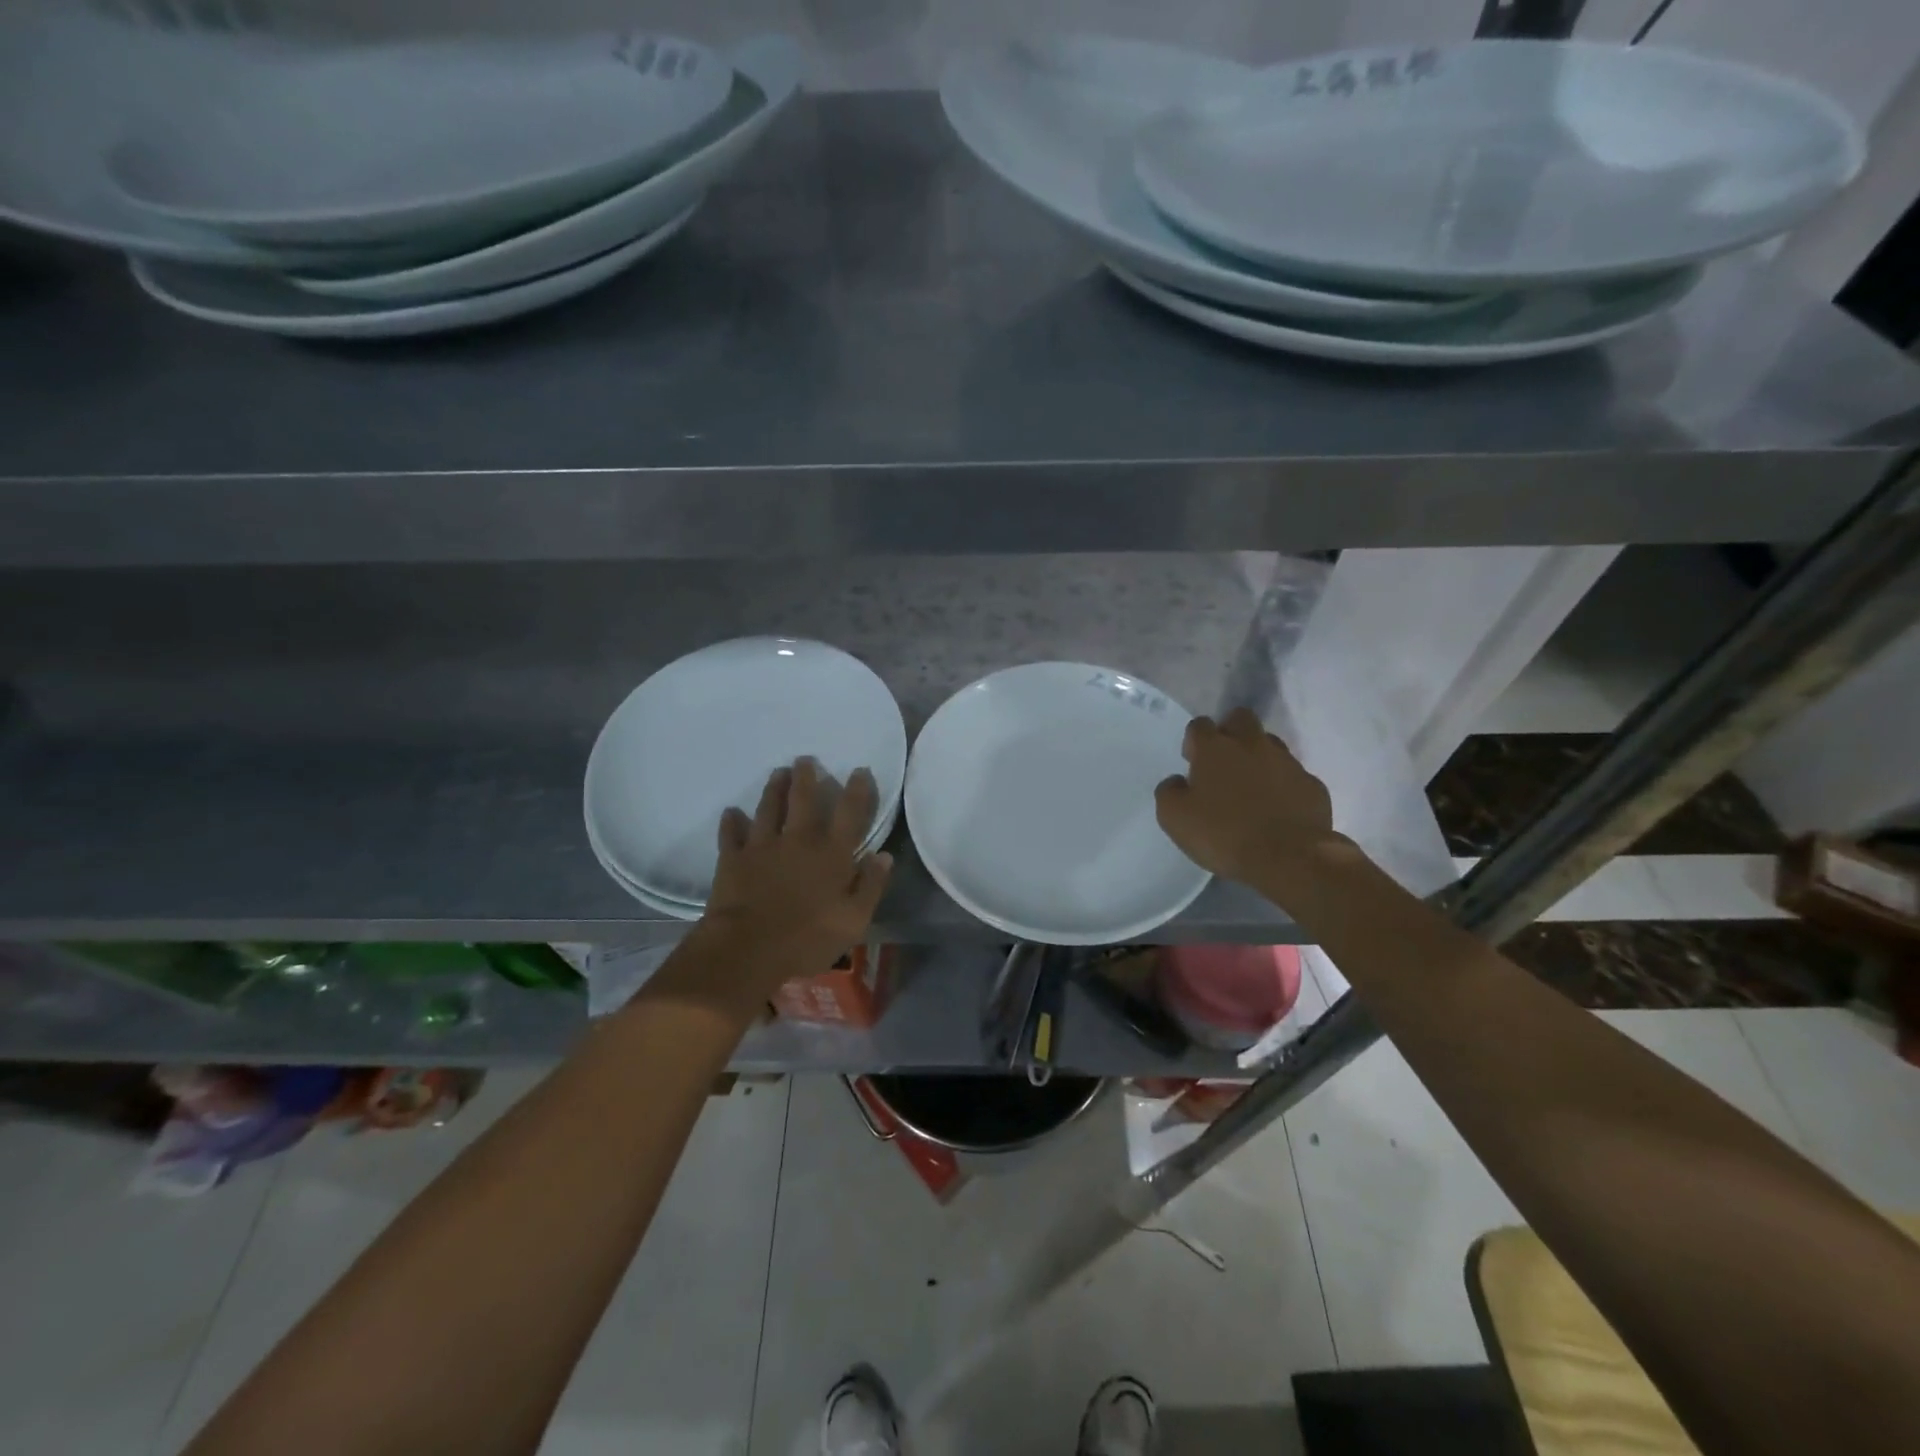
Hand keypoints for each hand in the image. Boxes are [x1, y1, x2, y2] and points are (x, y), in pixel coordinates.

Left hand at [687, 758, 892, 1009]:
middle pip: (804, 799)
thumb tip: (883, 855)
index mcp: (832, 854)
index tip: (859, 770)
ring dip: (773, 788)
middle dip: (806, 776)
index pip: (850, 813)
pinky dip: (731, 822)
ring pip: (768, 807)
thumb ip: (871, 886)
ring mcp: (763, 846)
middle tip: (805, 759)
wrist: (748, 949)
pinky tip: (731, 813)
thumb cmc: (807, 938)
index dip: (857, 789)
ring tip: (777, 772)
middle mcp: (799, 840)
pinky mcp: (733, 859)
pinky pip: (731, 833)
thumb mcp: (854, 920)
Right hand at [1154, 707, 1348, 894]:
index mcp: (1215, 749)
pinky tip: (1278, 808)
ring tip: (1252, 787)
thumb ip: (1169, 792)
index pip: (1200, 725)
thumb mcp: (1174, 818)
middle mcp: (1252, 745)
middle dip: (1229, 732)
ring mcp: (1287, 762)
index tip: (1192, 763)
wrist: (1288, 858)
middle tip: (1223, 763)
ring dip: (1258, 756)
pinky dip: (1283, 785)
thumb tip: (1178, 781)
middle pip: (1240, 718)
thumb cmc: (1223, 834)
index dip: (1194, 741)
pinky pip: (1293, 775)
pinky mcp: (1312, 784)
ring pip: (1270, 744)